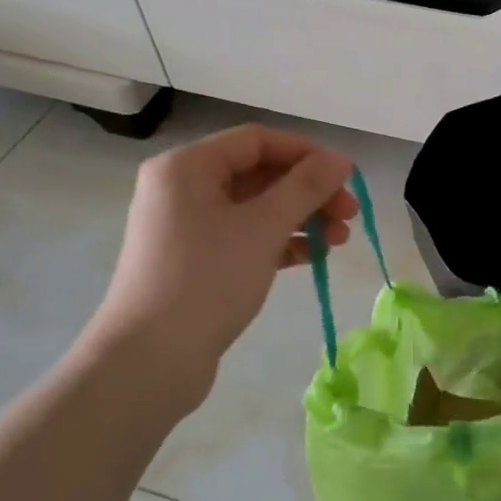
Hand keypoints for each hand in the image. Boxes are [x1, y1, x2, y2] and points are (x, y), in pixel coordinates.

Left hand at [84, 124, 357, 404]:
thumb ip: (306, 187)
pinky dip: (279, 243)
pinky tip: (312, 258)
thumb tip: (341, 159)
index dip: (307, 154)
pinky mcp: (195, 262)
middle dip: (308, 192)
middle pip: (258, 174)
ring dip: (300, 219)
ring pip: (255, 209)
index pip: (257, 141)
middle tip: (350, 215)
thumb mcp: (263, 227)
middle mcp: (182, 189)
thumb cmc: (208, 280)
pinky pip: (245, 238)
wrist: (151, 360)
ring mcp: (187, 228)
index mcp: (187, 167)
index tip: (346, 178)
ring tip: (340, 241)